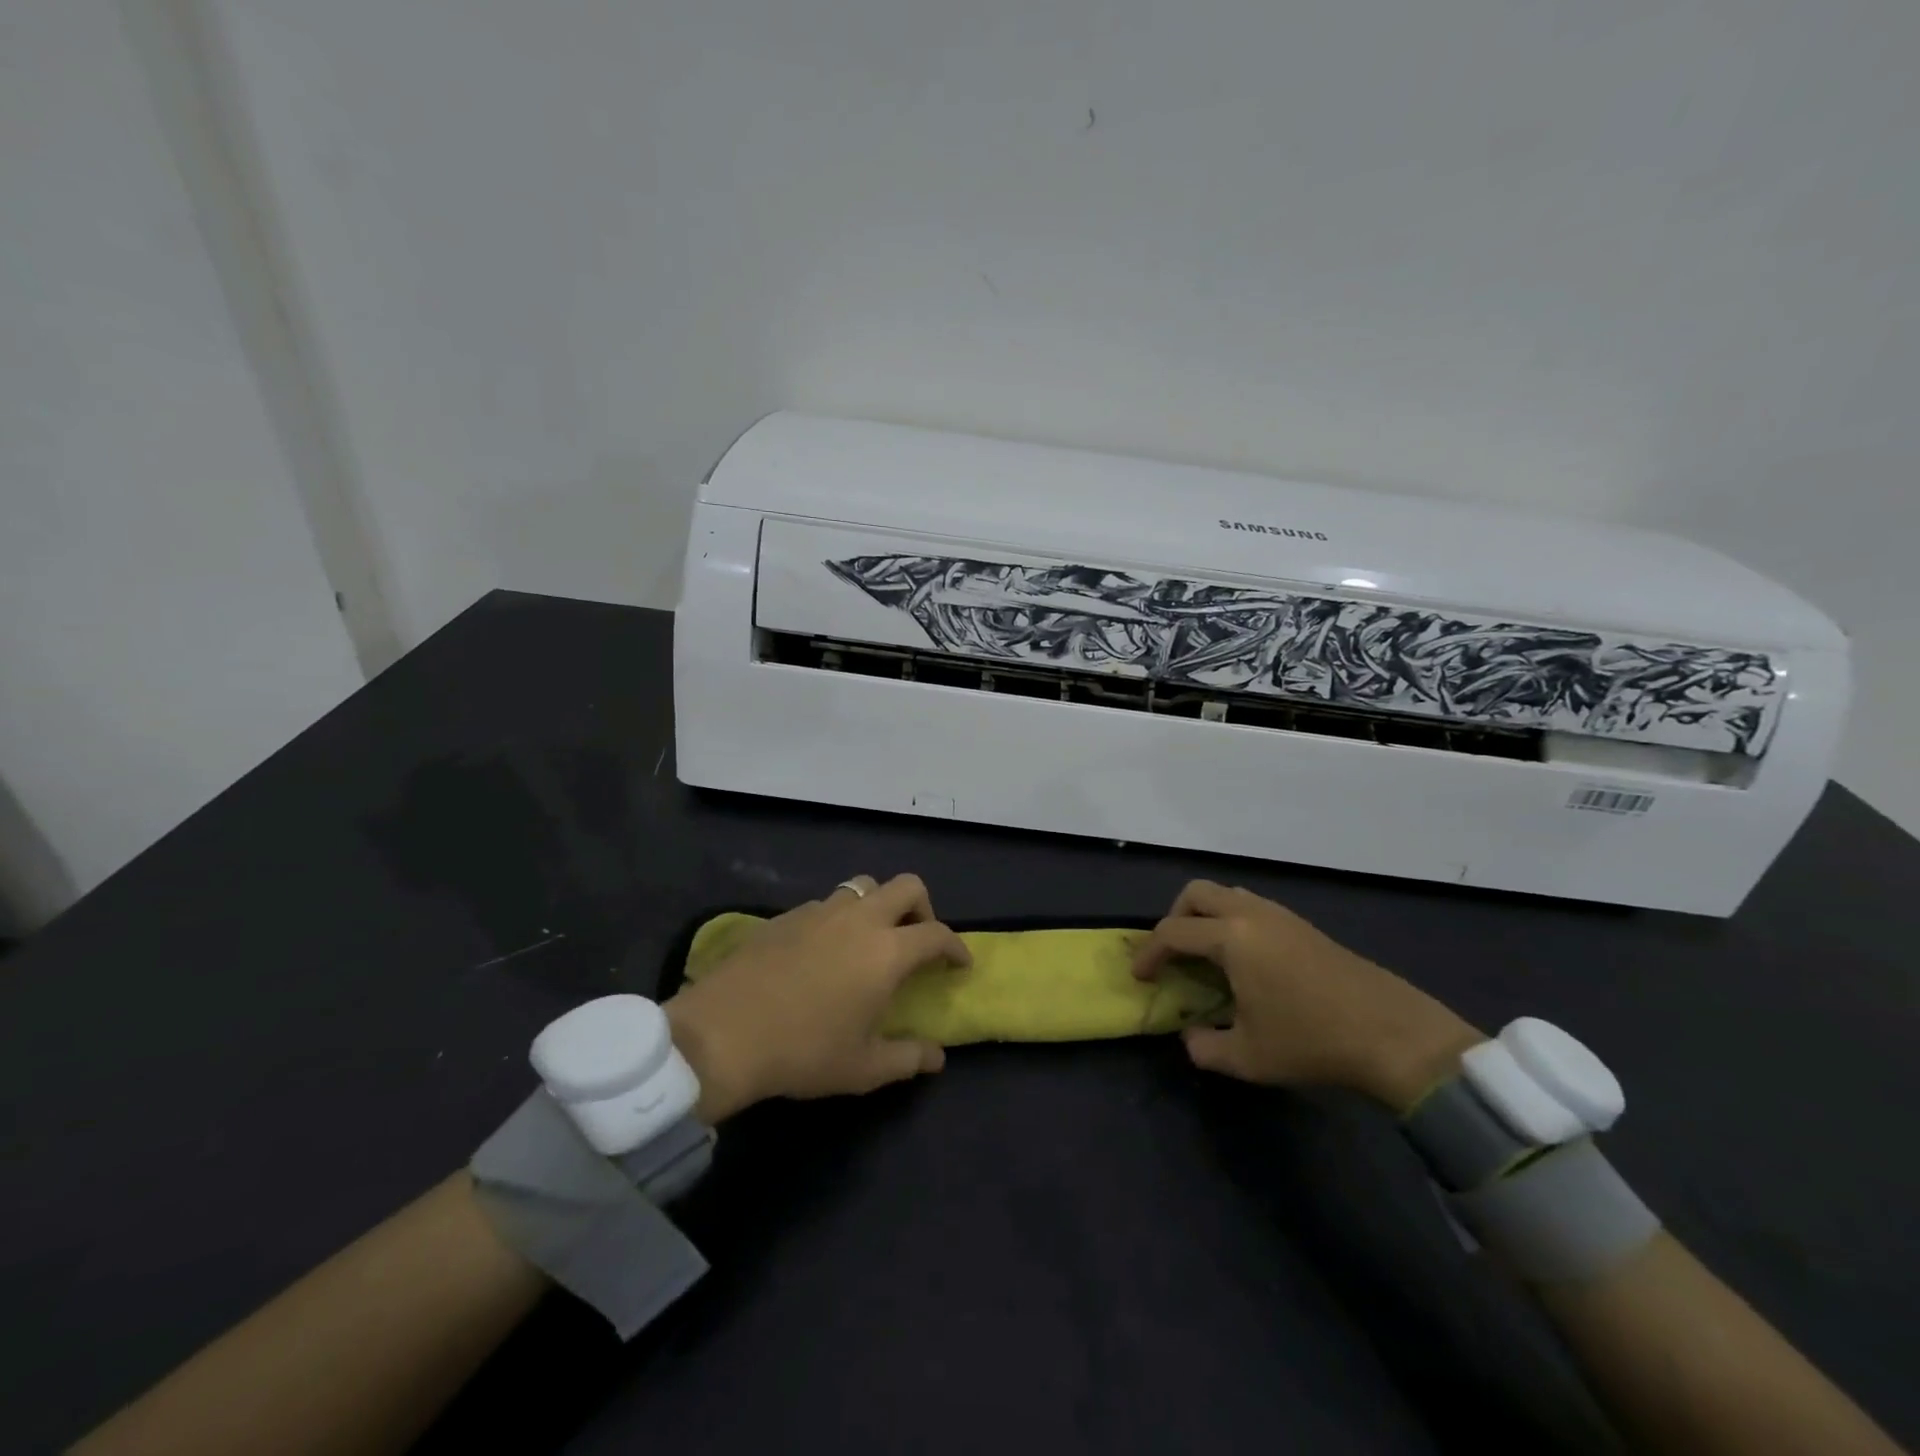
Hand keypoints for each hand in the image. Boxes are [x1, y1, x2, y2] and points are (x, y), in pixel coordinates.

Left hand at [664, 874, 970, 1122]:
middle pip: (907, 886)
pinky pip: (826, 903)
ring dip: (879, 905)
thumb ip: (907, 1058)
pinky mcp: (786, 914)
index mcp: (886, 951)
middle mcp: (859, 919)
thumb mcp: (862, 1067)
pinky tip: (823, 950)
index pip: (936, 934)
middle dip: (923, 907)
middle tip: (916, 939)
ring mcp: (820, 910)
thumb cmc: (802, 1051)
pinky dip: (839, 918)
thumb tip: (937, 1057)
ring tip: (870, 939)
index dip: (955, 946)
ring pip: (864, 886)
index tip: (959, 963)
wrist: (722, 1033)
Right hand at [1132, 881, 1481, 1111]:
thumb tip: (1191, 1036)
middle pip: (1197, 893)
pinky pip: (1253, 908)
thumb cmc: (1312, 1043)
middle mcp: (1252, 914)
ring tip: (1207, 957)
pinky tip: (1246, 963)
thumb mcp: (1247, 1058)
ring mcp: (1282, 916)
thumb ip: (1204, 1047)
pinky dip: (1233, 923)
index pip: (1173, 932)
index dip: (1149, 954)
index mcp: (1231, 938)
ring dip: (1206, 917)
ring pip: (1228, 895)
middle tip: (1173, 955)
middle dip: (1175, 918)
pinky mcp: (1304, 926)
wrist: (1395, 1036)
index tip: (1140, 977)